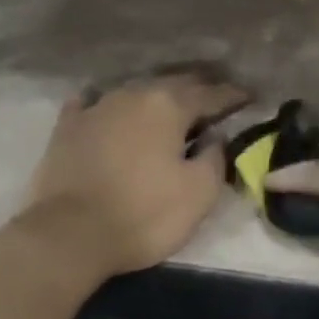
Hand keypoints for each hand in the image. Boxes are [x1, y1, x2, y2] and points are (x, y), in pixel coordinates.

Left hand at [19, 72, 249, 279]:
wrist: (69, 234)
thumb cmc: (144, 214)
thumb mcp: (199, 193)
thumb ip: (215, 157)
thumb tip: (215, 136)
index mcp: (168, 106)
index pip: (211, 95)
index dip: (234, 96)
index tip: (250, 96)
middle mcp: (133, 95)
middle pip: (173, 84)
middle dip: (199, 87)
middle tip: (217, 95)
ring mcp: (96, 108)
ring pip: (135, 91)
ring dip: (157, 95)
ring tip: (171, 102)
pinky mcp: (67, 127)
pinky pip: (93, 104)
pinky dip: (109, 105)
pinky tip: (109, 108)